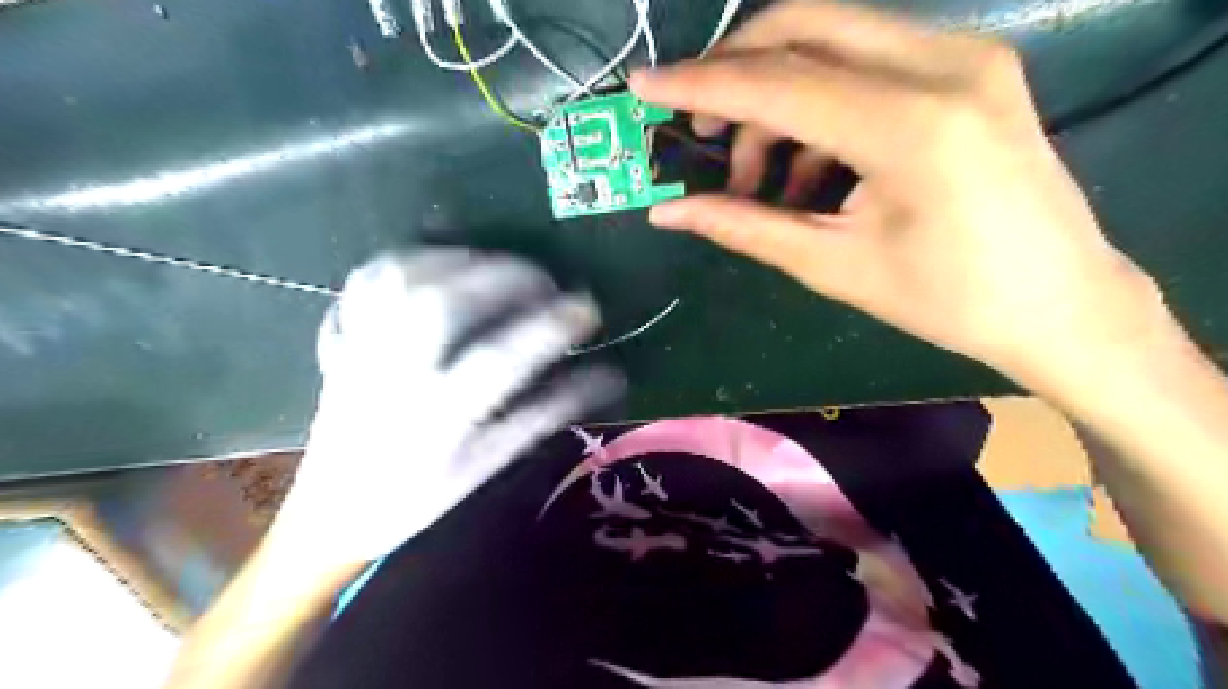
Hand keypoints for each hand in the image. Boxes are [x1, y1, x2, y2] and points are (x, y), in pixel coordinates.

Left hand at [278, 251, 623, 567]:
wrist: (329, 515)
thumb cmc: (418, 497)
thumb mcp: (488, 463)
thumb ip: (545, 415)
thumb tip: (608, 377)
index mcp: (437, 418)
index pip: (500, 360)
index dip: (549, 327)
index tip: (587, 308)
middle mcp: (395, 376)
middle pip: (444, 304)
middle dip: (503, 277)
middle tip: (542, 279)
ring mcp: (361, 352)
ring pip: (399, 282)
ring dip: (454, 259)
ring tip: (492, 264)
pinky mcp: (341, 341)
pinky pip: (362, 284)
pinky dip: (402, 261)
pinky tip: (434, 264)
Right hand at [634, 0, 1169, 391]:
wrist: (1058, 301)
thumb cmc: (946, 299)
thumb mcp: (832, 265)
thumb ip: (744, 226)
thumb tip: (667, 212)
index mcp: (910, 126)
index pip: (778, 82)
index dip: (700, 84)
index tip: (644, 85)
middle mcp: (943, 64)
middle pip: (803, 24)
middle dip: (734, 70)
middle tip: (700, 129)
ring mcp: (965, 54)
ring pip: (832, 36)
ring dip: (776, 96)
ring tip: (760, 176)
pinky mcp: (970, 64)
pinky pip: (867, 59)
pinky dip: (818, 103)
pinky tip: (810, 167)